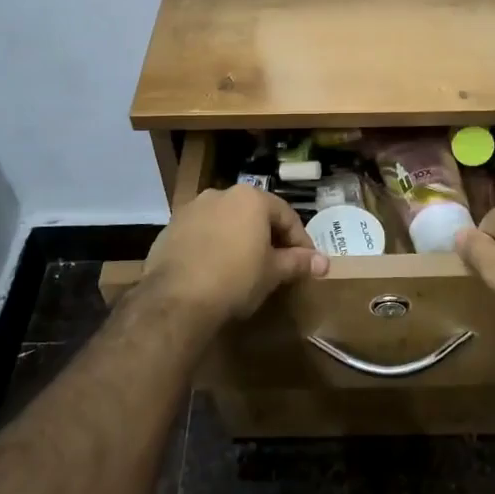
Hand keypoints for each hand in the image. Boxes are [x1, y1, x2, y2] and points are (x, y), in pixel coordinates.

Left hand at [139, 185, 328, 328]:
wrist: (176, 299)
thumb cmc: (235, 279)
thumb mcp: (273, 272)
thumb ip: (298, 262)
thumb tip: (324, 263)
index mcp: (250, 198)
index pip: (286, 216)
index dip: (300, 241)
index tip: (307, 263)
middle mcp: (220, 194)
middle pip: (254, 214)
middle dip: (268, 237)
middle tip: (279, 264)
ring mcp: (191, 209)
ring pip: (226, 222)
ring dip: (239, 239)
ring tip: (246, 267)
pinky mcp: (170, 228)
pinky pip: (201, 234)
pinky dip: (213, 246)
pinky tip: (216, 270)